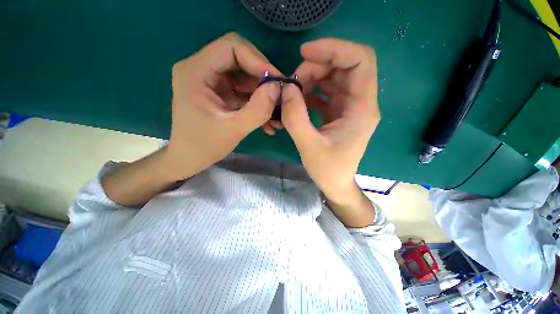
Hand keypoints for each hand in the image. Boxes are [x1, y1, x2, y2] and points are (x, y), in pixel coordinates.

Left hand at [166, 32, 281, 179]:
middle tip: (279, 97)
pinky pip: (242, 90)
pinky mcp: (218, 92)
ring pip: (244, 76)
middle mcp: (201, 68)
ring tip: (276, 114)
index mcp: (196, 71)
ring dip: (262, 94)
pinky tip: (267, 120)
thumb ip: (258, 109)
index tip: (276, 82)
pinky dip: (256, 103)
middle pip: (240, 59)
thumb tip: (278, 88)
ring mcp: (210, 80)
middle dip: (263, 79)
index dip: (258, 60)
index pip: (232, 47)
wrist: (189, 158)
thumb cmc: (204, 146)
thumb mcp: (234, 129)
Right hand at [281, 39, 379, 224]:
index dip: (335, 49)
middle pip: (344, 66)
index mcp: (362, 109)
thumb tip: (286, 88)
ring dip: (312, 78)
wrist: (336, 183)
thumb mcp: (309, 146)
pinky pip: (328, 91)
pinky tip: (299, 99)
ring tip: (294, 91)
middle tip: (293, 81)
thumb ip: (295, 117)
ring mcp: (350, 107)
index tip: (305, 52)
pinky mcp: (340, 112)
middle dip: (317, 66)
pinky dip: (312, 90)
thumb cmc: (328, 169)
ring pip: (334, 77)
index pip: (360, 60)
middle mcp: (360, 103)